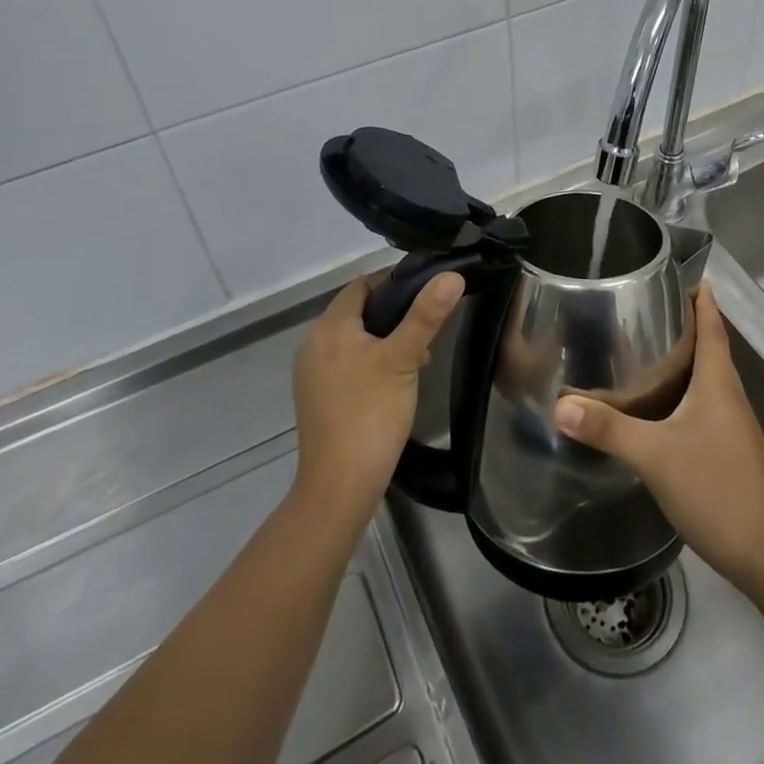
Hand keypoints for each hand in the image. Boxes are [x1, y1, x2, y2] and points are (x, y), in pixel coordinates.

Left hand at [292, 270, 464, 519]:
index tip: (429, 291)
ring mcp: (312, 373)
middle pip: (358, 311)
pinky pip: (348, 363)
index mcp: (329, 327)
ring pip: (355, 338)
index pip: (363, 284)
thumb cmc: (371, 414)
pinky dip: (371, 361)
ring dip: (385, 339)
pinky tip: (396, 381)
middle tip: (429, 327)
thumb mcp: (404, 359)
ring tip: (419, 355)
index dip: (396, 281)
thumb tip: (451, 275)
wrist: (339, 488)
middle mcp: (313, 343)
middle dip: (394, 314)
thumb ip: (426, 315)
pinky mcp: (318, 397)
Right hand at [552, 283, 763, 586]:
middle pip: (712, 350)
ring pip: (710, 381)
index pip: (713, 327)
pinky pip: (707, 408)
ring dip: (687, 361)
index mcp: (719, 384)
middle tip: (650, 308)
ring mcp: (735, 429)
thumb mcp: (654, 455)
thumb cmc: (716, 489)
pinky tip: (663, 409)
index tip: (685, 276)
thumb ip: (609, 429)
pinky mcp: (732, 454)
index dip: (703, 301)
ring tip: (650, 351)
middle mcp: (731, 398)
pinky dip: (687, 394)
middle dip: (688, 326)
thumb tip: (560, 404)